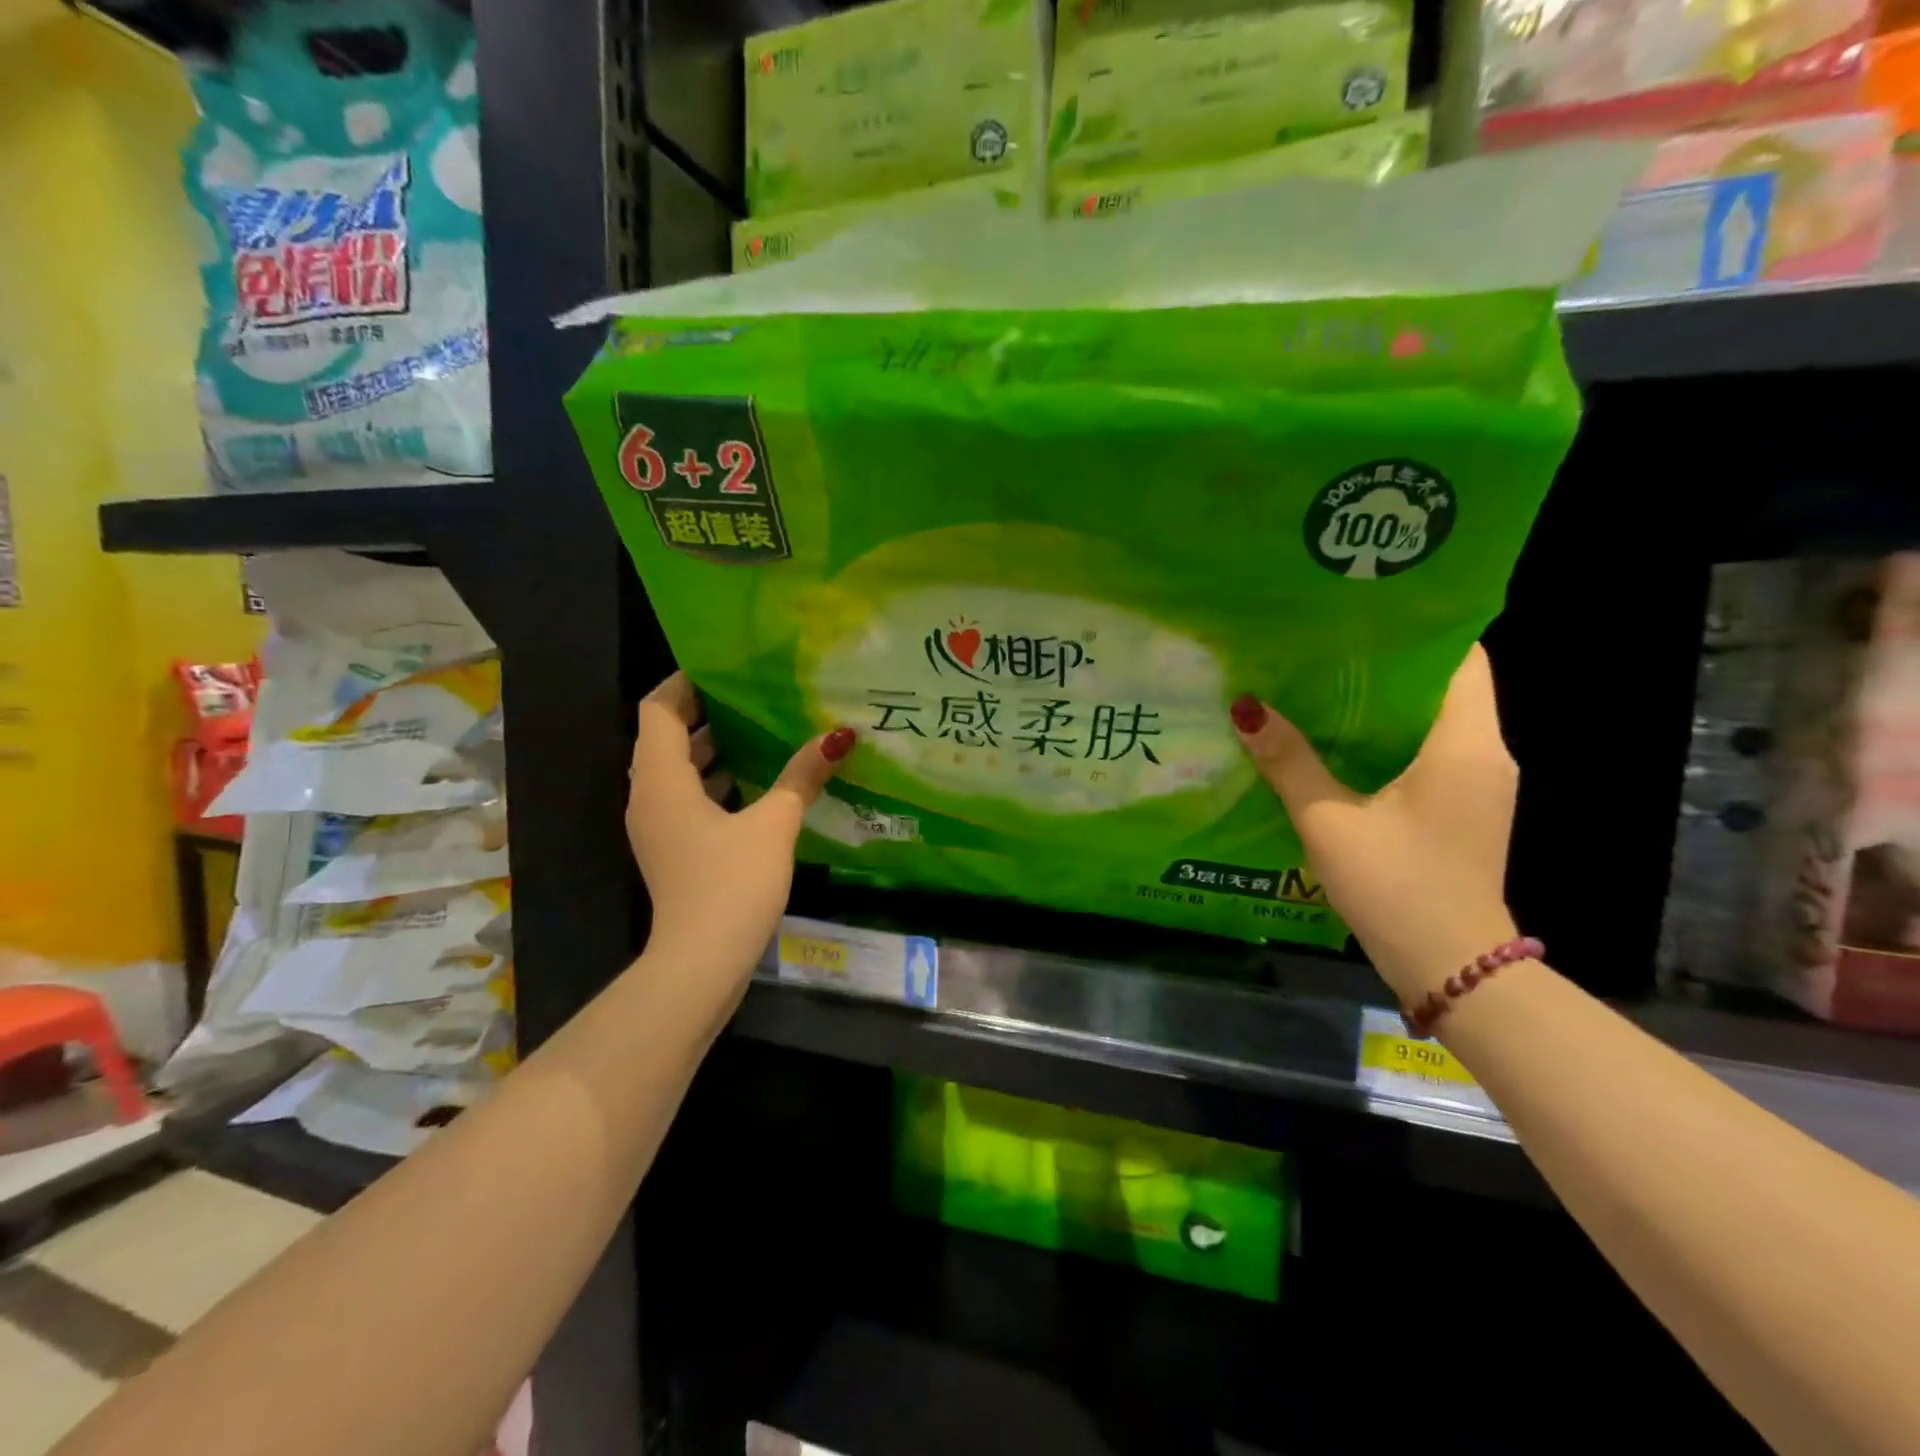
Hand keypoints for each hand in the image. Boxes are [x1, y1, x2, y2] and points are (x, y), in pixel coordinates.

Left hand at [627, 673, 852, 982]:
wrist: (700, 964)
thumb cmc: (731, 883)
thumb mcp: (774, 824)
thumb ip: (802, 776)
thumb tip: (839, 736)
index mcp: (661, 779)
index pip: (658, 710)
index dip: (684, 683)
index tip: (722, 667)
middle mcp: (648, 797)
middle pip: (665, 738)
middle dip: (704, 713)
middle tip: (751, 694)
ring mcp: (657, 828)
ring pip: (677, 772)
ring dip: (710, 750)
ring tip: (759, 730)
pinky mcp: (672, 851)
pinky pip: (686, 800)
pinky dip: (713, 783)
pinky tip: (757, 785)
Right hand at [1231, 645, 1518, 1004]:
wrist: (1453, 970)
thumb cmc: (1397, 885)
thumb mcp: (1330, 821)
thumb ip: (1288, 761)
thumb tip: (1246, 707)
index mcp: (1465, 744)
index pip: (1462, 657)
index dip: (1416, 630)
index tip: (1359, 618)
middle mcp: (1484, 755)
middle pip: (1442, 687)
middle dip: (1385, 666)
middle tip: (1320, 649)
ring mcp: (1478, 787)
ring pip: (1432, 723)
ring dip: (1382, 707)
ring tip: (1319, 688)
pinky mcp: (1463, 812)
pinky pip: (1428, 755)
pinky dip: (1388, 742)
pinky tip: (1337, 746)